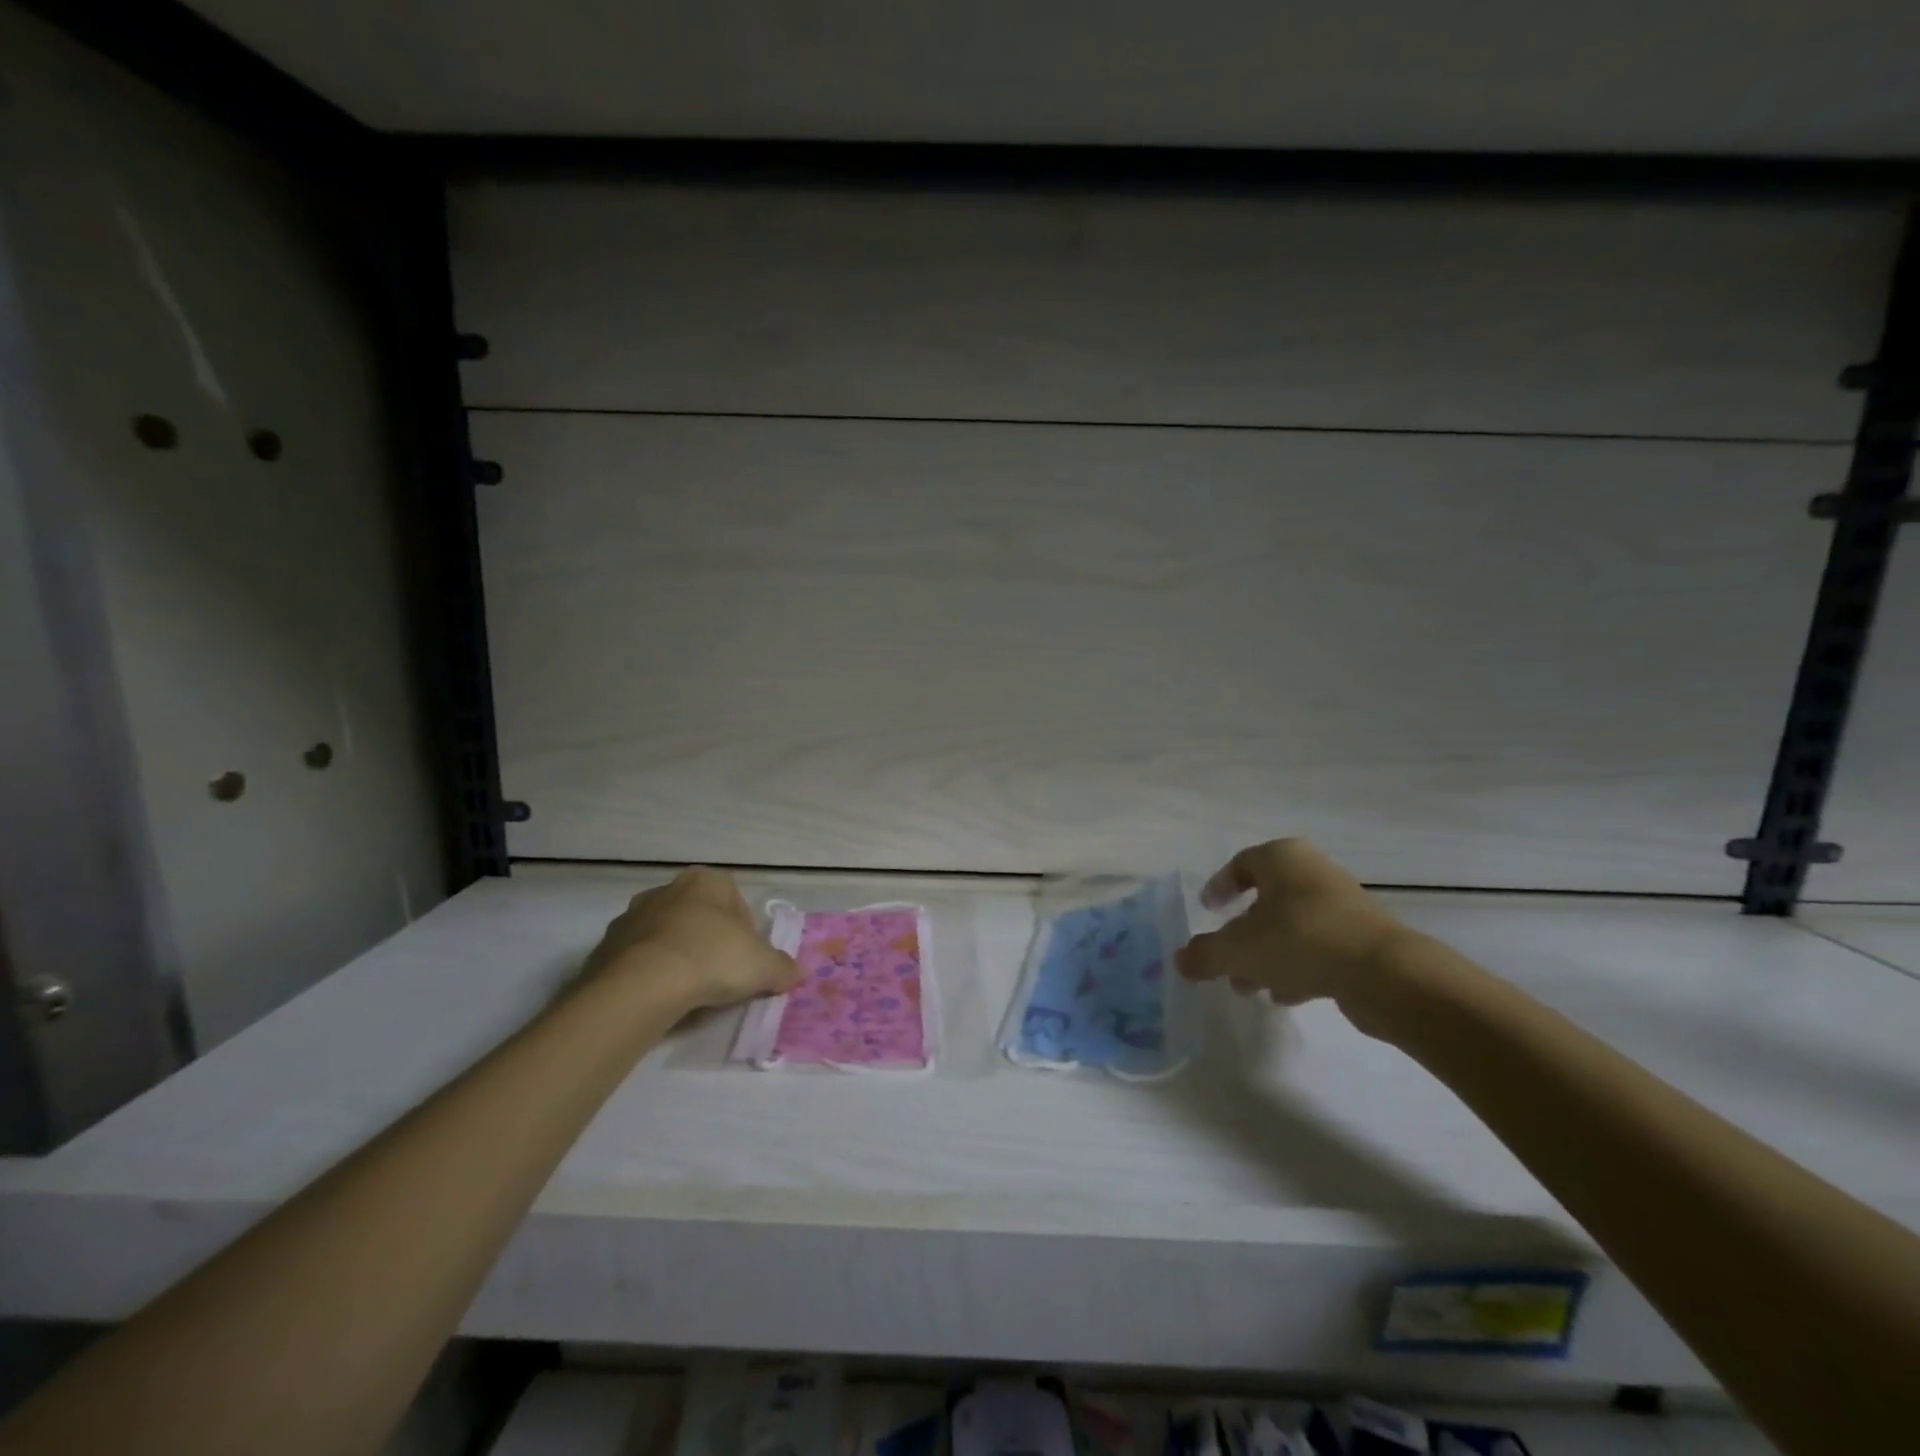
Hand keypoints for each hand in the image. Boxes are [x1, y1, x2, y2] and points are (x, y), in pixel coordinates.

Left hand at [582, 867, 800, 1010]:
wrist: (641, 986)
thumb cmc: (711, 958)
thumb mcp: (762, 966)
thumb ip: (783, 967)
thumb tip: (797, 973)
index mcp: (704, 881)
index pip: (733, 898)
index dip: (744, 930)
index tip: (746, 958)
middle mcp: (665, 890)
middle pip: (697, 915)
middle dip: (708, 940)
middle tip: (720, 974)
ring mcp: (630, 918)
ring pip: (664, 935)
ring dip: (677, 956)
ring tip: (688, 991)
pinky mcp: (604, 948)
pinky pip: (636, 959)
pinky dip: (649, 974)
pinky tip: (660, 998)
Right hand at [1175, 839, 1408, 1007]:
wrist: (1386, 974)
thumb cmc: (1301, 941)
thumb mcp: (1237, 949)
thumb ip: (1204, 954)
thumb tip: (1180, 960)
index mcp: (1283, 858)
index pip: (1242, 863)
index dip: (1220, 885)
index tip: (1207, 909)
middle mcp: (1313, 872)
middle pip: (1266, 898)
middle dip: (1241, 930)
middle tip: (1225, 954)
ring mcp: (1343, 905)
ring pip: (1291, 925)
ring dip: (1266, 953)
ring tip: (1247, 985)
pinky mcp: (1363, 938)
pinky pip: (1318, 947)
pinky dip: (1297, 966)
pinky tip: (1284, 995)